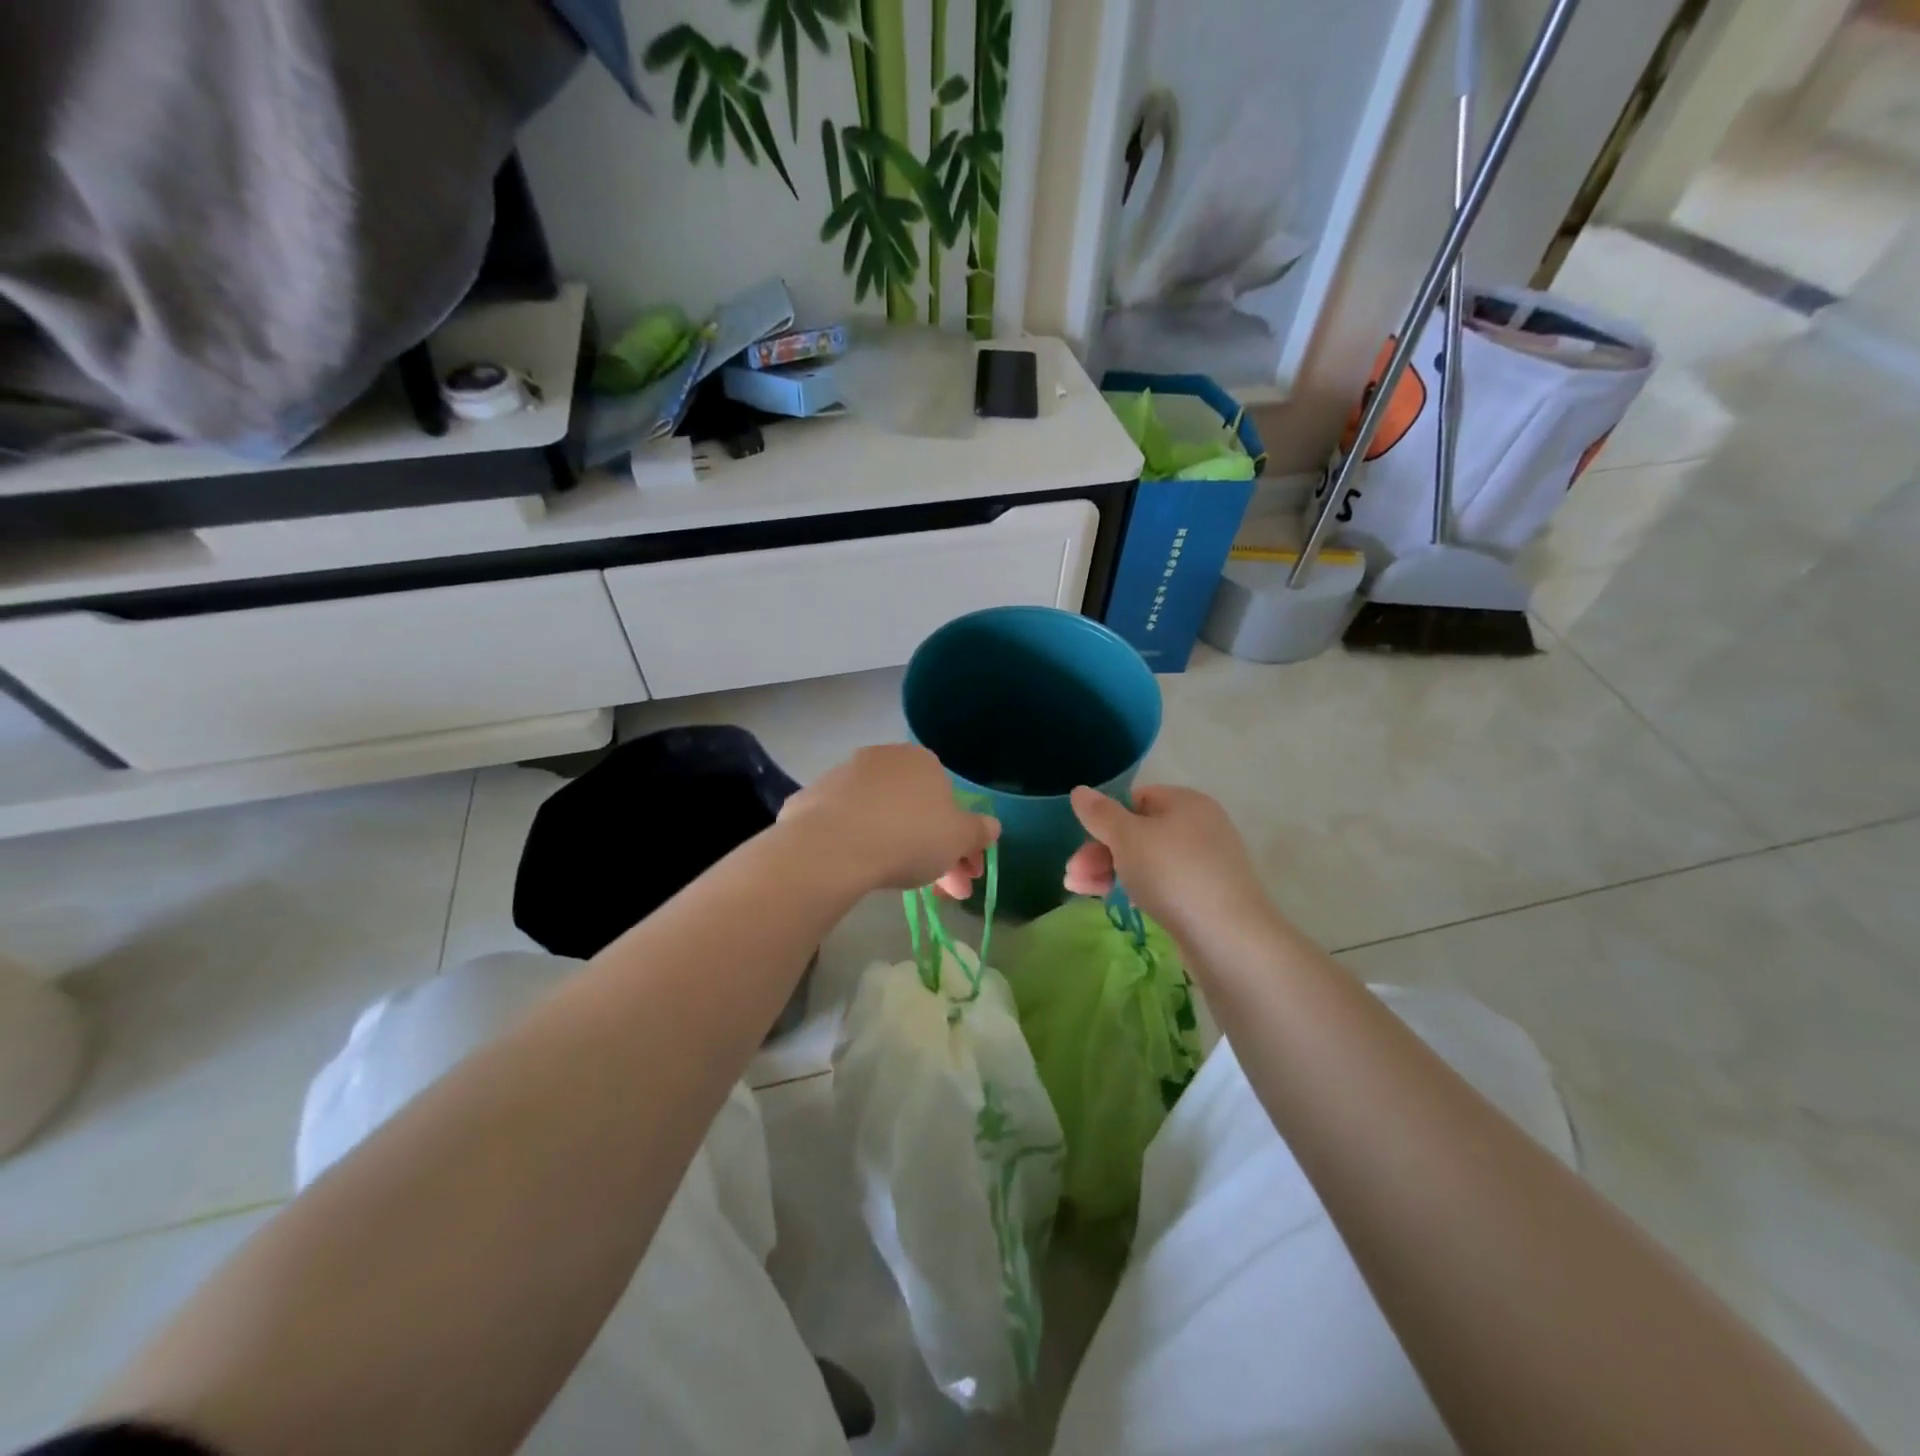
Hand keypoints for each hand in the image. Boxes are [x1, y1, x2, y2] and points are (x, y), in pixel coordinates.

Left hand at [780, 745, 999, 898]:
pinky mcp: (812, 798)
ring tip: (901, 887)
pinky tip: (861, 870)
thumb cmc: (909, 836)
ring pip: (883, 817)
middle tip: (943, 893)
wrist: (831, 846)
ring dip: (898, 849)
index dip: (963, 842)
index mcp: (923, 760)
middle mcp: (884, 758)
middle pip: (917, 810)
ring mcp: (844, 776)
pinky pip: (848, 825)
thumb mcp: (959, 839)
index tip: (964, 874)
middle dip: (935, 852)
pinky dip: (860, 845)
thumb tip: (992, 825)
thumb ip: (978, 831)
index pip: (951, 801)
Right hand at [1064, 784, 1271, 941]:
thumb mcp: (1127, 838)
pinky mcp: (1204, 895)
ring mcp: (1204, 863)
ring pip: (1146, 860)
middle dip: (1099, 851)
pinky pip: (1161, 884)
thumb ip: (1100, 814)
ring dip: (1109, 871)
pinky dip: (1134, 888)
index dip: (1106, 818)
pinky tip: (1115, 902)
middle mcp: (1198, 827)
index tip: (1083, 841)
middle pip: (1137, 831)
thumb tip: (1079, 790)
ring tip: (1077, 890)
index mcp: (1185, 802)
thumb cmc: (1173, 873)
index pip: (1136, 799)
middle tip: (1072, 874)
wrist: (1228, 937)